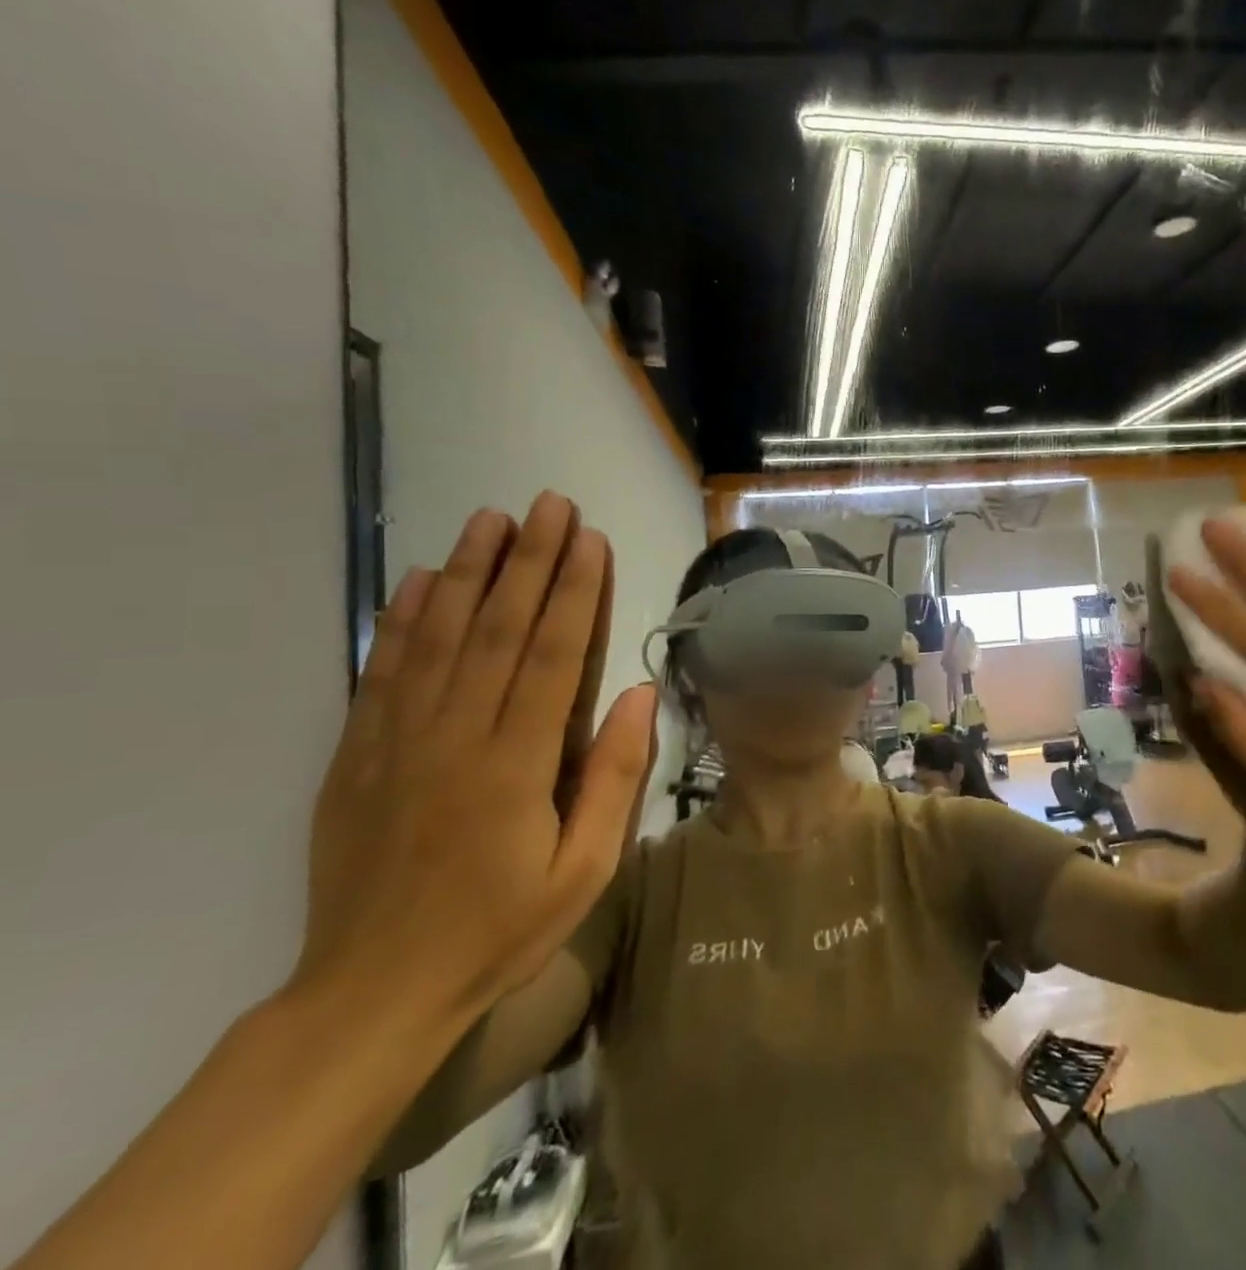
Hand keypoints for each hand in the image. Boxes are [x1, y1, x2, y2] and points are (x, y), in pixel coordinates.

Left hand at [297, 492, 656, 1023]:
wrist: (373, 993)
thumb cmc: (500, 930)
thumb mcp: (585, 871)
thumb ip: (614, 778)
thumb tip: (636, 694)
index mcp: (516, 765)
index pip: (551, 655)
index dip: (575, 591)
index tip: (591, 539)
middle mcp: (455, 737)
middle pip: (496, 629)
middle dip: (529, 561)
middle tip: (550, 505)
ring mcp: (398, 742)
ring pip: (436, 637)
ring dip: (467, 571)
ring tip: (491, 519)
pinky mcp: (358, 756)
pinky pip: (381, 672)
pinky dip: (400, 620)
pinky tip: (418, 580)